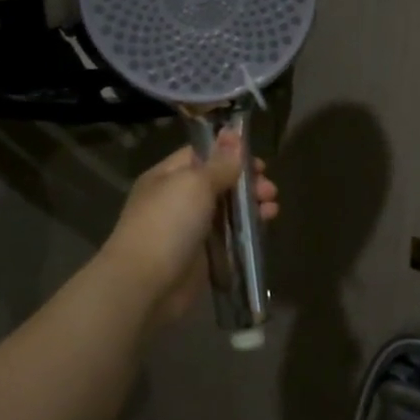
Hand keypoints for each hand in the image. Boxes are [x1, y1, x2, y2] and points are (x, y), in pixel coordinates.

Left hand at [100, 132, 279, 322]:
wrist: (146, 284)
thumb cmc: (168, 224)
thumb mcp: (195, 184)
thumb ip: (219, 163)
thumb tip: (232, 135)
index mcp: (167, 176)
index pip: (201, 155)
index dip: (229, 154)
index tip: (258, 161)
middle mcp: (176, 200)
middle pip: (217, 183)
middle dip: (246, 183)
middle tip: (270, 190)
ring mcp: (188, 229)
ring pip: (225, 211)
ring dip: (250, 206)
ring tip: (272, 209)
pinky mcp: (200, 256)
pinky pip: (227, 237)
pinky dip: (246, 231)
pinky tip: (264, 227)